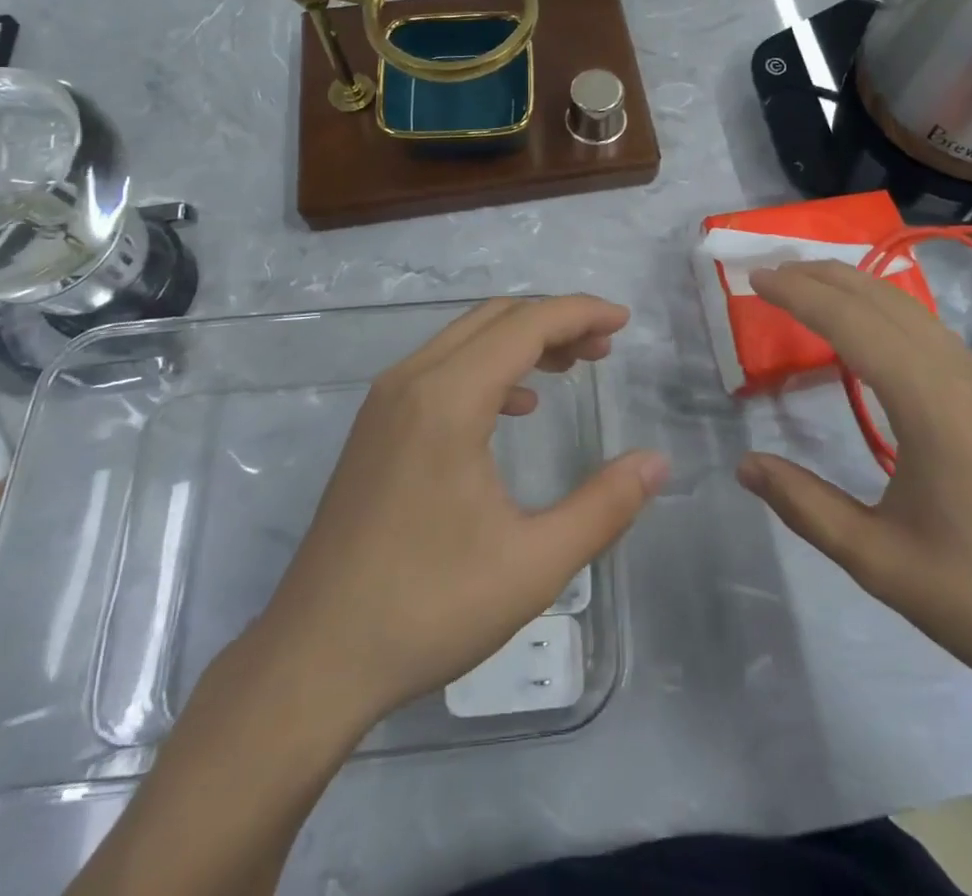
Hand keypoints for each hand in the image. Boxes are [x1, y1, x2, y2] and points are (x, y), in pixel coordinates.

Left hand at [243, 296, 667, 732]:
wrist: (314, 658)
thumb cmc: (428, 608)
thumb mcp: (533, 564)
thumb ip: (604, 506)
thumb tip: (657, 462)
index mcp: (448, 399)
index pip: (526, 324)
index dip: (580, 313)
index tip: (624, 323)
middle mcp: (412, 381)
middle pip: (495, 318)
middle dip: (555, 321)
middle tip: (603, 349)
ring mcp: (386, 401)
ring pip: (465, 338)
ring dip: (521, 341)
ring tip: (570, 368)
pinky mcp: (375, 426)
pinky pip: (442, 367)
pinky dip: (487, 367)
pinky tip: (516, 407)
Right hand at [737, 261, 971, 716]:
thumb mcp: (879, 561)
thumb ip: (805, 505)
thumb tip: (744, 464)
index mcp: (930, 404)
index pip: (852, 324)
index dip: (799, 295)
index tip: (754, 278)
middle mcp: (960, 378)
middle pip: (884, 300)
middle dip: (824, 275)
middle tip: (771, 270)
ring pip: (913, 312)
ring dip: (857, 289)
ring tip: (809, 286)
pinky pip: (932, 334)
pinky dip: (886, 312)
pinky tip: (871, 333)